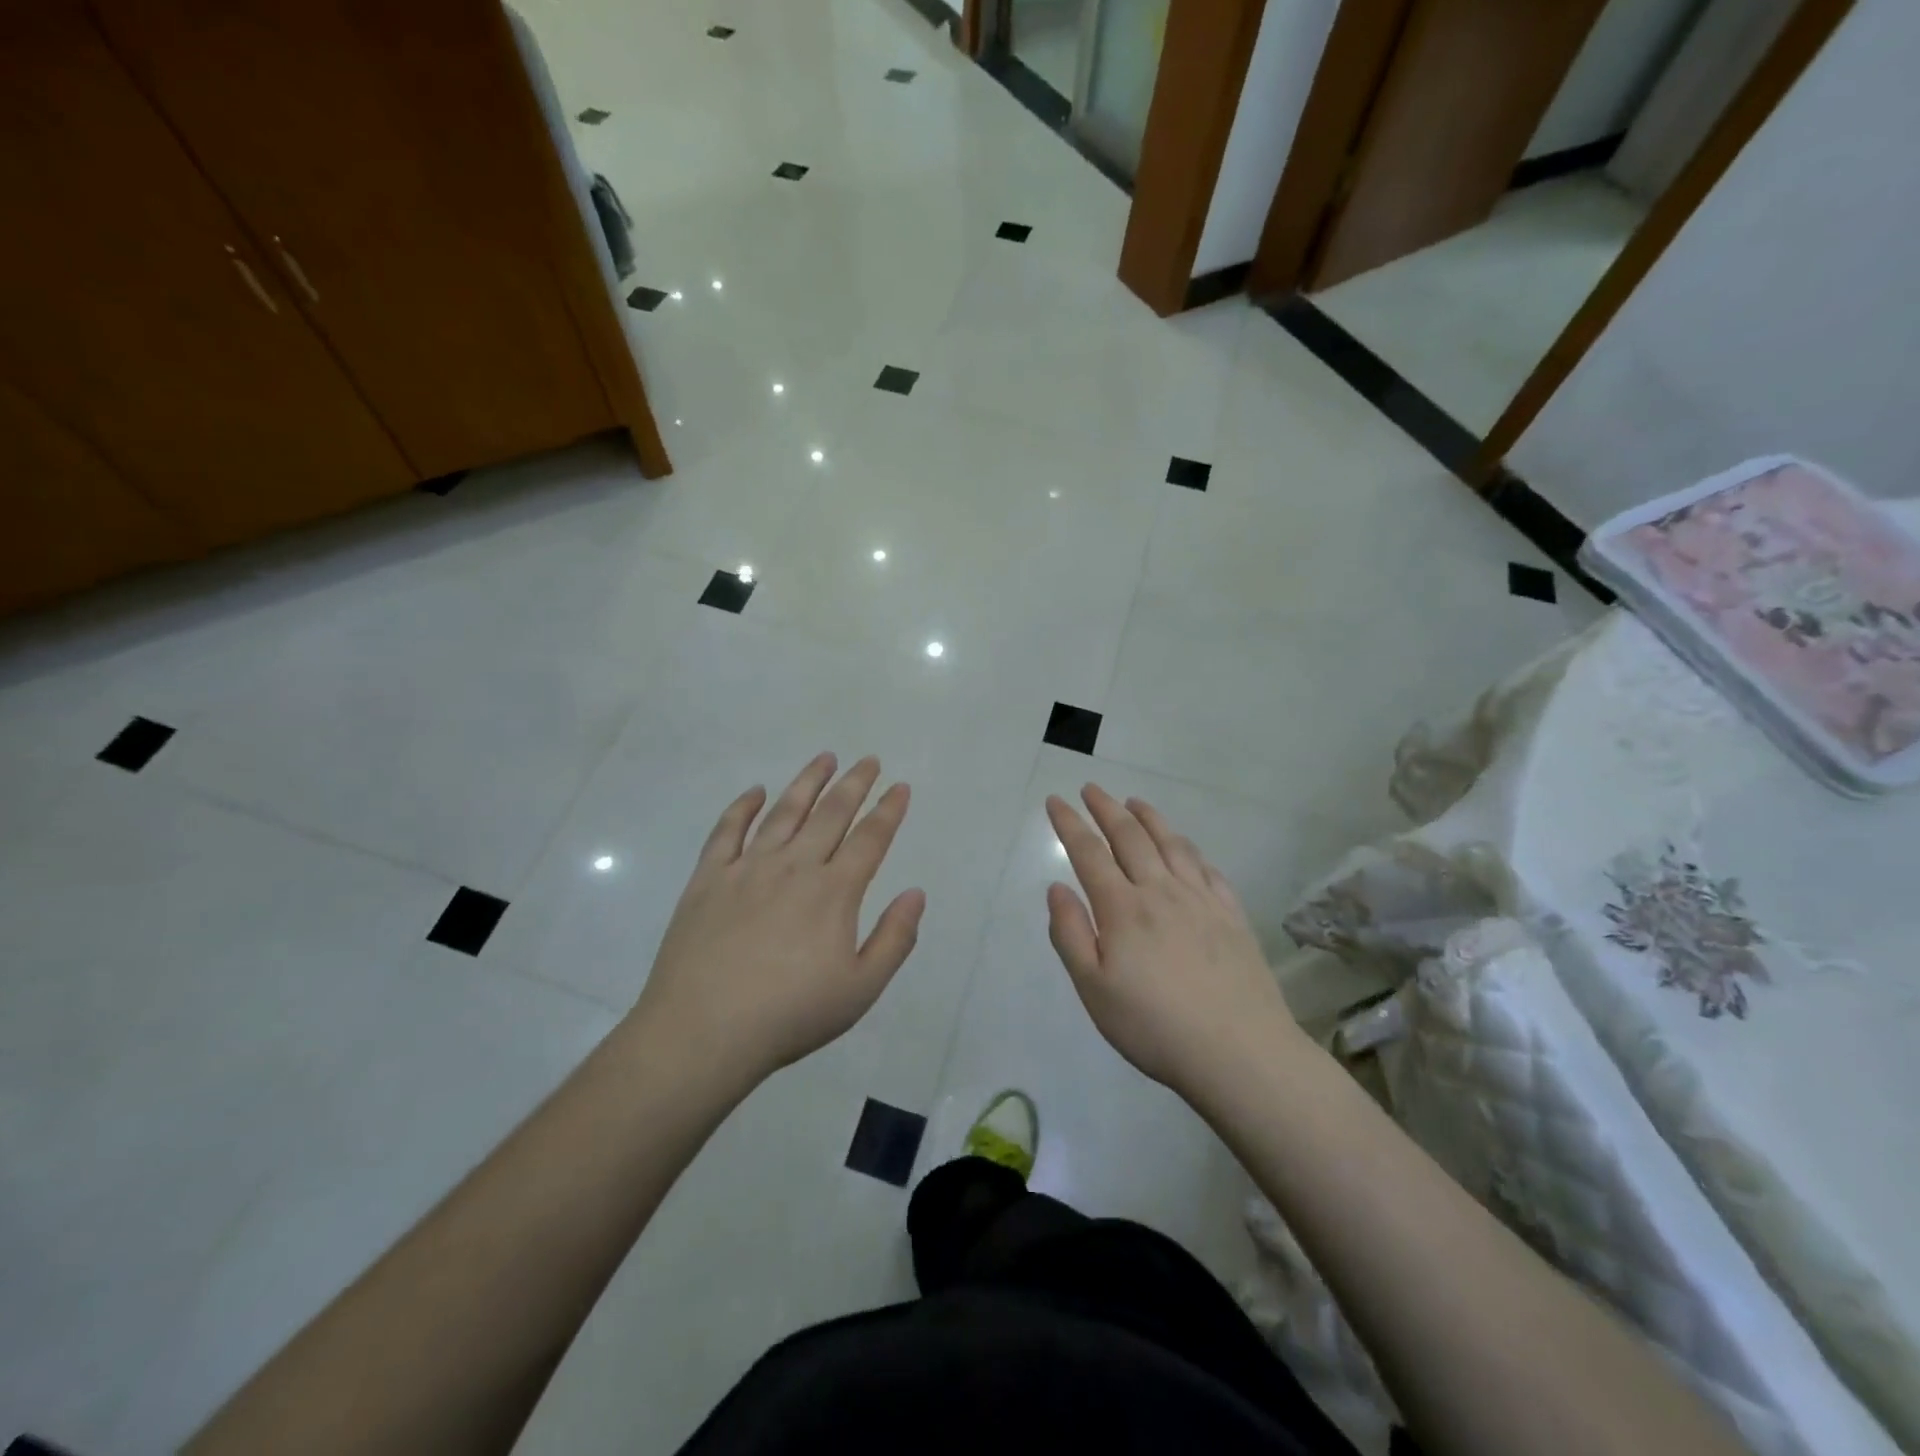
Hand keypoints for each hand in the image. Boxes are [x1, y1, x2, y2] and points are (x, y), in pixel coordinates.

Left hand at [633, 753, 924, 1087]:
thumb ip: (895, 938)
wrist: (703, 1031)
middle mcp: (794, 867)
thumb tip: (916, 893)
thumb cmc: (790, 1015)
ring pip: (784, 812)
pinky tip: (755, 791)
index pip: (870, 839)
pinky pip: (726, 831)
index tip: (900, 786)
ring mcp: (747, 868)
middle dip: (854, 784)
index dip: (889, 810)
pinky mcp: (708, 879)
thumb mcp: (860, 989)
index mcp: (833, 892)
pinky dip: (742, 807)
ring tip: (824, 758)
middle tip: (868, 760)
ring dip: (807, 782)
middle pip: (831, 813)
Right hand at [1046, 785, 1300, 1095]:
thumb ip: (1070, 934)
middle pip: (1129, 837)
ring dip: (1148, 818)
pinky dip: (1188, 847)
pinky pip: (1206, 867)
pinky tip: (1184, 846)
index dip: (1069, 824)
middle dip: (1105, 808)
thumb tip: (1056, 887)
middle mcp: (1160, 891)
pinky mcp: (1232, 914)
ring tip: (1134, 802)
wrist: (1240, 1052)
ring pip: (1170, 844)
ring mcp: (1201, 899)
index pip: (1089, 853)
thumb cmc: (1154, 1026)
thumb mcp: (1094, 989)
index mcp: (1122, 908)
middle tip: (1091, 789)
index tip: (1055, 800)